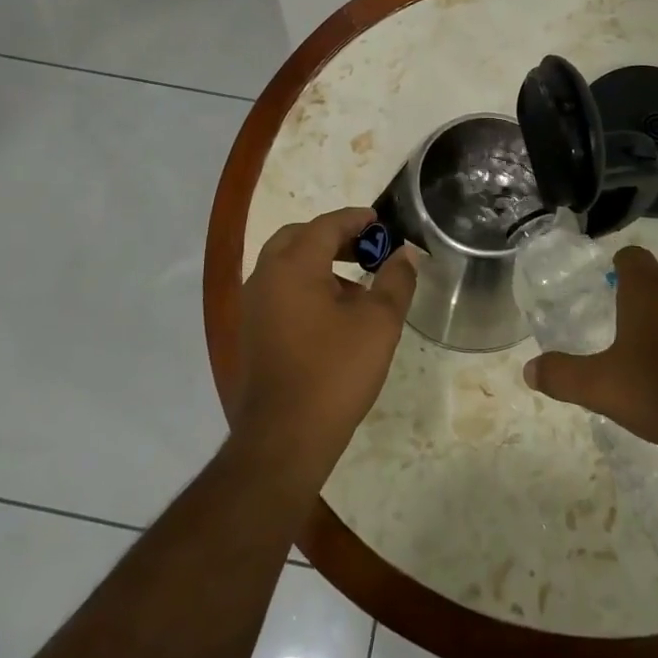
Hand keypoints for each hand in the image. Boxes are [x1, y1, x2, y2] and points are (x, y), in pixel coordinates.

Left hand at [232, 207, 418, 487]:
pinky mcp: (252, 331)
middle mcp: (266, 276)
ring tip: (357, 283)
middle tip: (366, 247)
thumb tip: (405, 253)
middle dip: (334, 236)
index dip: (356, 219)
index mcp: (293, 265)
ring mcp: (253, 305)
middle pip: (299, 238)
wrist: (284, 437)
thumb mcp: (379, 322)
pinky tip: (333, 313)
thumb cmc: (335, 371)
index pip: (326, 225)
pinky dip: (305, 285)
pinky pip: (280, 290)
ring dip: (319, 261)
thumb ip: (395, 280)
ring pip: (286, 264)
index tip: (381, 221)